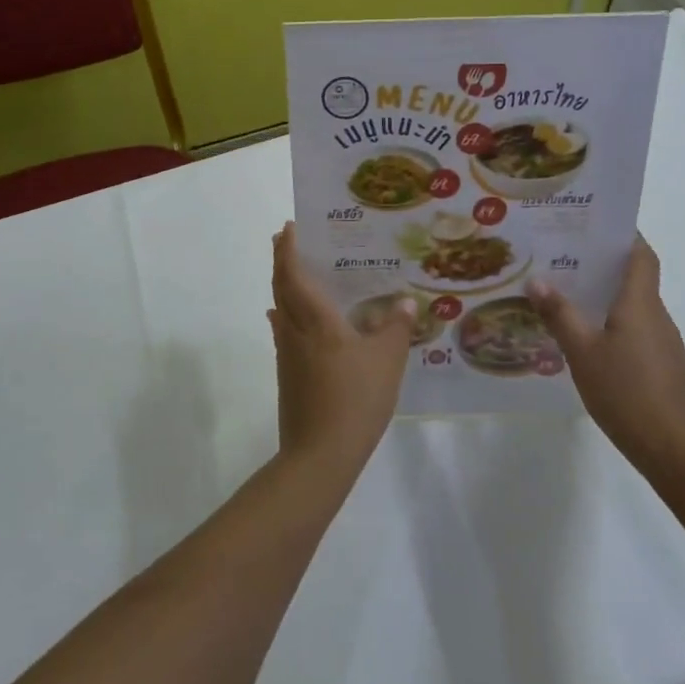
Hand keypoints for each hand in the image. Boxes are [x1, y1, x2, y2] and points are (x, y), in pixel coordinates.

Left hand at [269, 223, 414, 474]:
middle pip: (280, 287)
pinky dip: (287, 315)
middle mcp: (294, 330)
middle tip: (287, 239)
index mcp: (316, 321)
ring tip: (297, 273)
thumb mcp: (387, 361)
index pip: (294, 275)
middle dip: (281, 260)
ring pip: (280, 308)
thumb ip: (396, 328)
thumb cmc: (355, 399)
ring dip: (283, 286)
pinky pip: (284, 331)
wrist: (319, 455)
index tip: (289, 228)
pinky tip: (298, 323)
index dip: (288, 250)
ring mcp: (287, 354)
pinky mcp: (287, 375)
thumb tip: (404, 301)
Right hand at [527, 237, 684, 470]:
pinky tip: (591, 342)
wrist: (672, 449)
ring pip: (635, 307)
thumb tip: (536, 281)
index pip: (642, 254)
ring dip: (608, 298)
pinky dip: (616, 325)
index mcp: (640, 303)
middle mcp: (657, 315)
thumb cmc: (625, 392)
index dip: (625, 236)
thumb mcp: (581, 352)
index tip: (596, 225)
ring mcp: (665, 343)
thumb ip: (559, 314)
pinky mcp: (666, 367)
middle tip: (566, 260)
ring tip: (570, 299)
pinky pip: (639, 332)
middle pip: (636, 278)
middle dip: (604, 266)